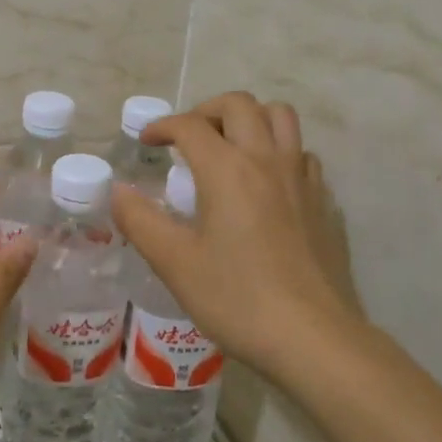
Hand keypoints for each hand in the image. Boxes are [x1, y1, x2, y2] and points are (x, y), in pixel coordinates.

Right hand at [111, 92, 363, 377]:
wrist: (312, 337)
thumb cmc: (236, 299)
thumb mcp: (174, 263)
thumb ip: (140, 221)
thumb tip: (118, 191)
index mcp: (227, 169)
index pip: (190, 125)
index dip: (162, 126)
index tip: (146, 142)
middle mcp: (267, 160)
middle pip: (240, 104)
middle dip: (206, 111)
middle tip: (187, 139)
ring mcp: (302, 178)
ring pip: (280, 117)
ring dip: (250, 120)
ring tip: (229, 149)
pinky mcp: (323, 201)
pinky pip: (302, 154)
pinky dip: (279, 151)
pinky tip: (266, 184)